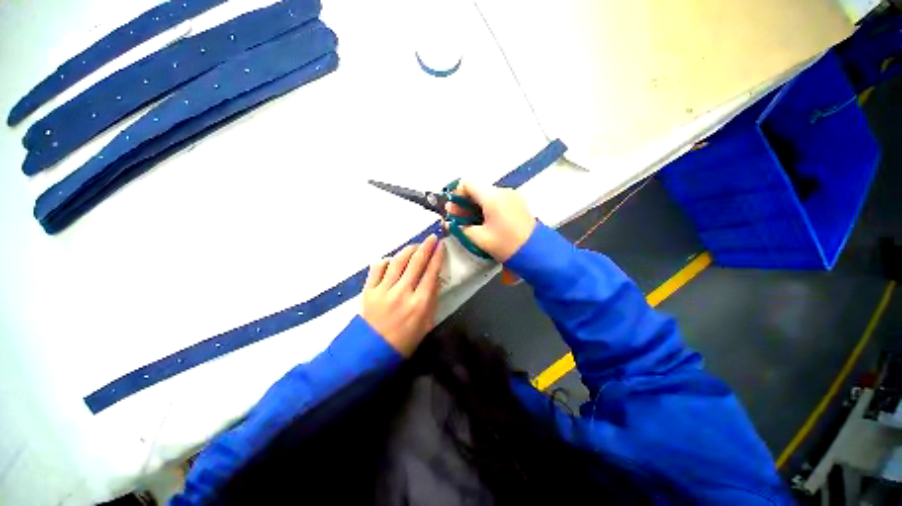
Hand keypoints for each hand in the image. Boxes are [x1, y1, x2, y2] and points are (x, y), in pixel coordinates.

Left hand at [361, 235, 444, 356]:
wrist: (374, 350)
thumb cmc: (404, 342)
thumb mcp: (426, 325)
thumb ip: (431, 302)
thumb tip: (435, 280)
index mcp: (419, 303)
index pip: (431, 273)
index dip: (437, 256)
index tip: (441, 246)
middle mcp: (402, 293)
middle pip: (416, 262)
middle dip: (426, 247)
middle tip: (431, 238)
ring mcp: (384, 290)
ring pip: (398, 261)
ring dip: (408, 250)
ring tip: (415, 246)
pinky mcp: (369, 290)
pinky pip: (378, 268)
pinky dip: (387, 261)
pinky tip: (393, 260)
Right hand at [449, 181, 535, 261]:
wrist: (536, 252)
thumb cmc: (506, 244)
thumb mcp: (479, 238)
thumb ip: (460, 227)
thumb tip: (450, 221)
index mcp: (492, 196)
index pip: (467, 183)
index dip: (456, 194)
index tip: (454, 210)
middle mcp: (502, 191)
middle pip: (477, 189)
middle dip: (465, 203)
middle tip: (458, 219)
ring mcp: (512, 196)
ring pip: (487, 195)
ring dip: (476, 206)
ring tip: (472, 224)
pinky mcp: (518, 203)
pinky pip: (498, 200)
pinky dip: (488, 208)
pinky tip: (487, 224)